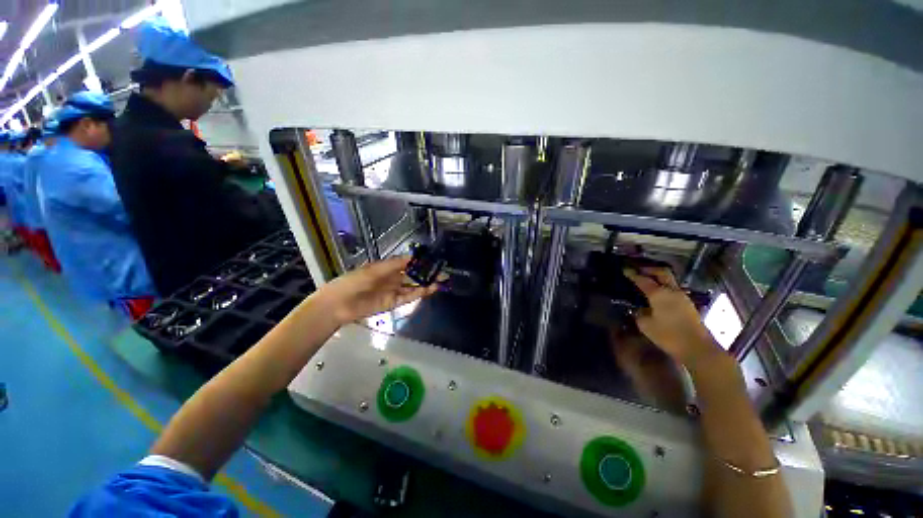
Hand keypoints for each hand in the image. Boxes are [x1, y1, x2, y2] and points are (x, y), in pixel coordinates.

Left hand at [319, 256, 438, 324]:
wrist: (339, 304)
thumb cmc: (355, 281)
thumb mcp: (375, 268)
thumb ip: (395, 264)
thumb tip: (414, 256)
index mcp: (387, 267)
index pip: (408, 263)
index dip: (421, 262)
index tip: (434, 260)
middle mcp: (393, 278)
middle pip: (414, 275)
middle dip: (427, 273)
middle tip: (443, 272)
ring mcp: (394, 291)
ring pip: (414, 286)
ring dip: (427, 284)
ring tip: (441, 281)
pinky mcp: (393, 303)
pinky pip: (409, 297)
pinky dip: (420, 293)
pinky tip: (431, 289)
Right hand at [624, 267, 721, 366]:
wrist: (697, 348)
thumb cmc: (668, 335)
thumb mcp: (646, 325)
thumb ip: (640, 313)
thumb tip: (639, 309)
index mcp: (659, 294)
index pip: (643, 280)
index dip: (632, 274)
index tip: (625, 269)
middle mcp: (671, 291)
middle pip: (662, 273)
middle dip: (649, 269)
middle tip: (639, 270)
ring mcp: (682, 297)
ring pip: (669, 280)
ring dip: (658, 278)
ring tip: (647, 281)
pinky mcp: (688, 305)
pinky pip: (673, 290)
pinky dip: (664, 287)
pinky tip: (657, 294)